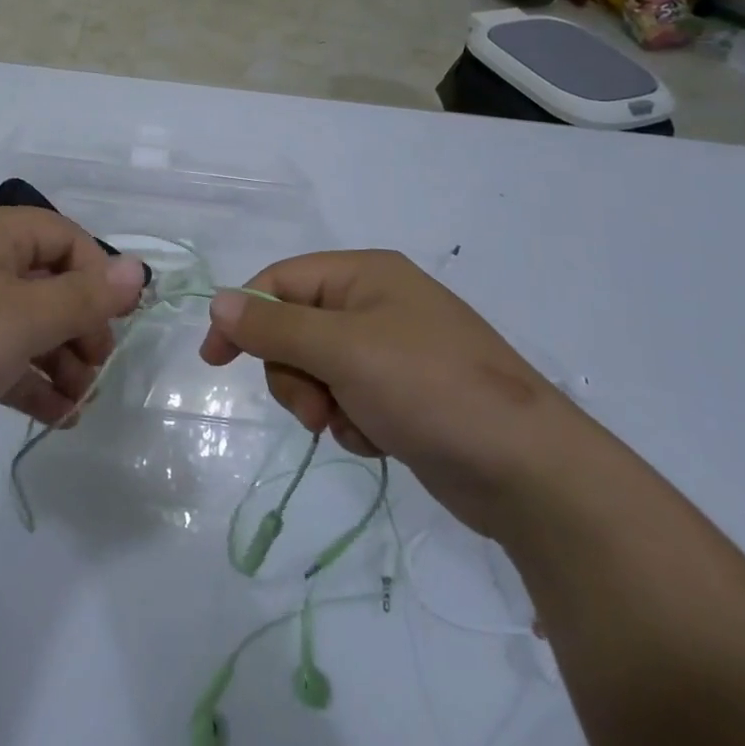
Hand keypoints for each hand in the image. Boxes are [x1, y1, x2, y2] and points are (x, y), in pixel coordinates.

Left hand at [0, 206, 145, 481]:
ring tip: (78, 405)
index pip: (63, 236)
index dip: (97, 277)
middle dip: (78, 327)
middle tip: (96, 372)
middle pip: (44, 280)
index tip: (117, 324)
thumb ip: (85, 297)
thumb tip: (137, 270)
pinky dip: (24, 378)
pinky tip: (53, 417)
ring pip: (20, 322)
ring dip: (56, 359)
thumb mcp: (23, 320)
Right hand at [200, 250, 589, 535]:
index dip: (242, 316)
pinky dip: (350, 421)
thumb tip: (218, 302)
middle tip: (315, 406)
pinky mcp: (403, 393)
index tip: (215, 360)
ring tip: (351, 425)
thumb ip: (275, 327)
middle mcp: (376, 303)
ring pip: (316, 369)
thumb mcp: (343, 350)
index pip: (280, 281)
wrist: (529, 471)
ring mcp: (391, 350)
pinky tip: (378, 439)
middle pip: (294, 328)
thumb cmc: (430, 389)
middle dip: (294, 372)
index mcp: (364, 274)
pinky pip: (347, 398)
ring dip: (321, 401)